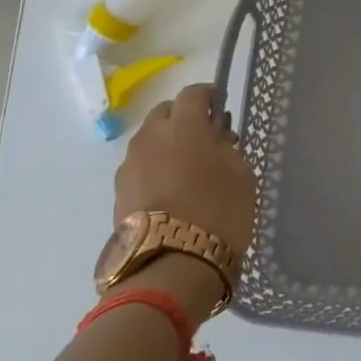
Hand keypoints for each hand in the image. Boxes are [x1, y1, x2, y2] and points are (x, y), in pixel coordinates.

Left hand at [112, 83, 257, 259]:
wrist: (171, 266)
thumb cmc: (218, 212)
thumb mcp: (241, 175)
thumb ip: (227, 147)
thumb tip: (215, 137)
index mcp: (184, 125)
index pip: (193, 94)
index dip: (208, 95)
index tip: (220, 105)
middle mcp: (151, 137)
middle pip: (165, 112)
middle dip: (183, 117)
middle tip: (204, 137)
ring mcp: (130, 165)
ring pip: (149, 140)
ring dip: (166, 143)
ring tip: (186, 166)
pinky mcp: (119, 192)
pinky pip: (140, 166)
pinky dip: (154, 168)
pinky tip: (169, 189)